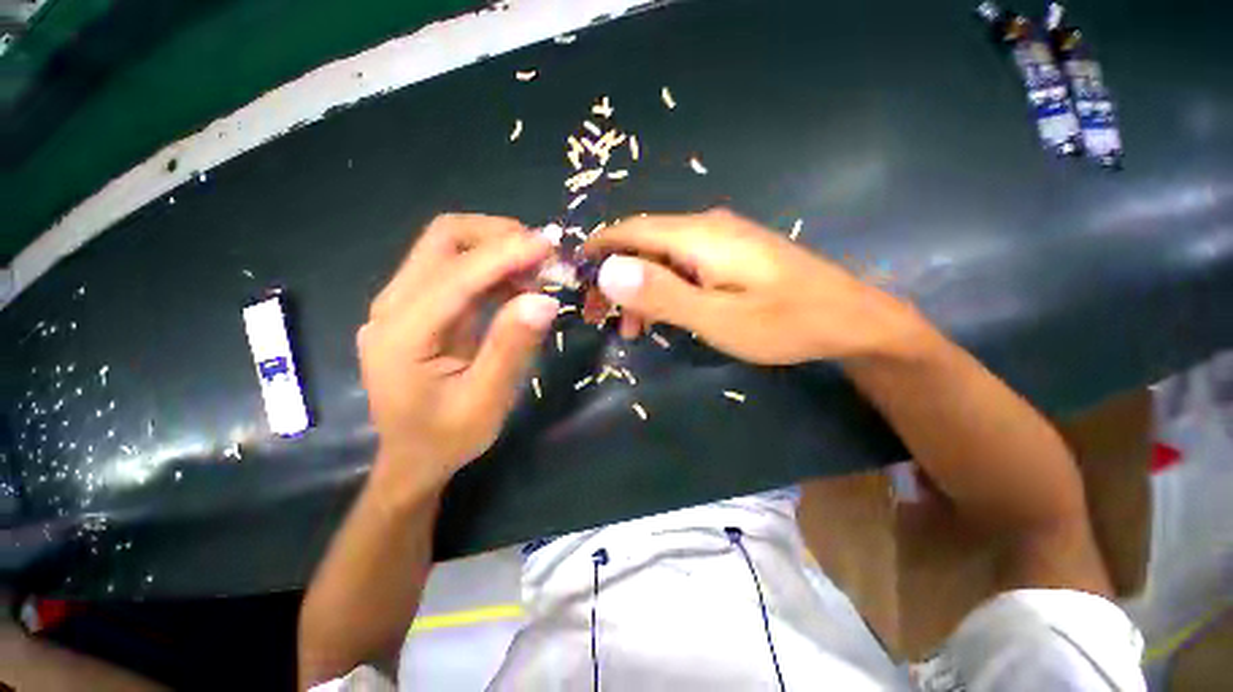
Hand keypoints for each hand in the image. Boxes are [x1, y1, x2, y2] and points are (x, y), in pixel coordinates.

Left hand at [358, 214, 556, 495]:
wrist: (413, 457)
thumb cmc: (447, 438)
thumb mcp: (486, 402)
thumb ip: (511, 348)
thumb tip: (544, 301)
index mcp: (402, 334)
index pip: (456, 276)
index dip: (504, 255)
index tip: (548, 246)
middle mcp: (392, 307)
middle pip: (442, 240)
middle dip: (496, 236)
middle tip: (542, 255)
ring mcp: (401, 303)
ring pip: (448, 248)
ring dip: (496, 249)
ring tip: (536, 272)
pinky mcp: (417, 307)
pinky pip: (455, 269)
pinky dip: (491, 267)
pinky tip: (517, 285)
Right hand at [583, 209, 925, 364]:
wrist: (849, 319)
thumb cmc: (784, 323)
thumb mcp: (717, 317)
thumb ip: (663, 294)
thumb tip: (609, 270)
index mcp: (697, 236)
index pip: (630, 231)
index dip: (598, 250)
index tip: (576, 279)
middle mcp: (705, 228)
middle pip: (642, 244)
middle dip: (615, 277)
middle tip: (600, 317)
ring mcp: (720, 241)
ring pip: (661, 258)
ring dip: (640, 290)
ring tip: (632, 329)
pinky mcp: (731, 256)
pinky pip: (683, 267)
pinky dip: (664, 290)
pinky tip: (664, 316)